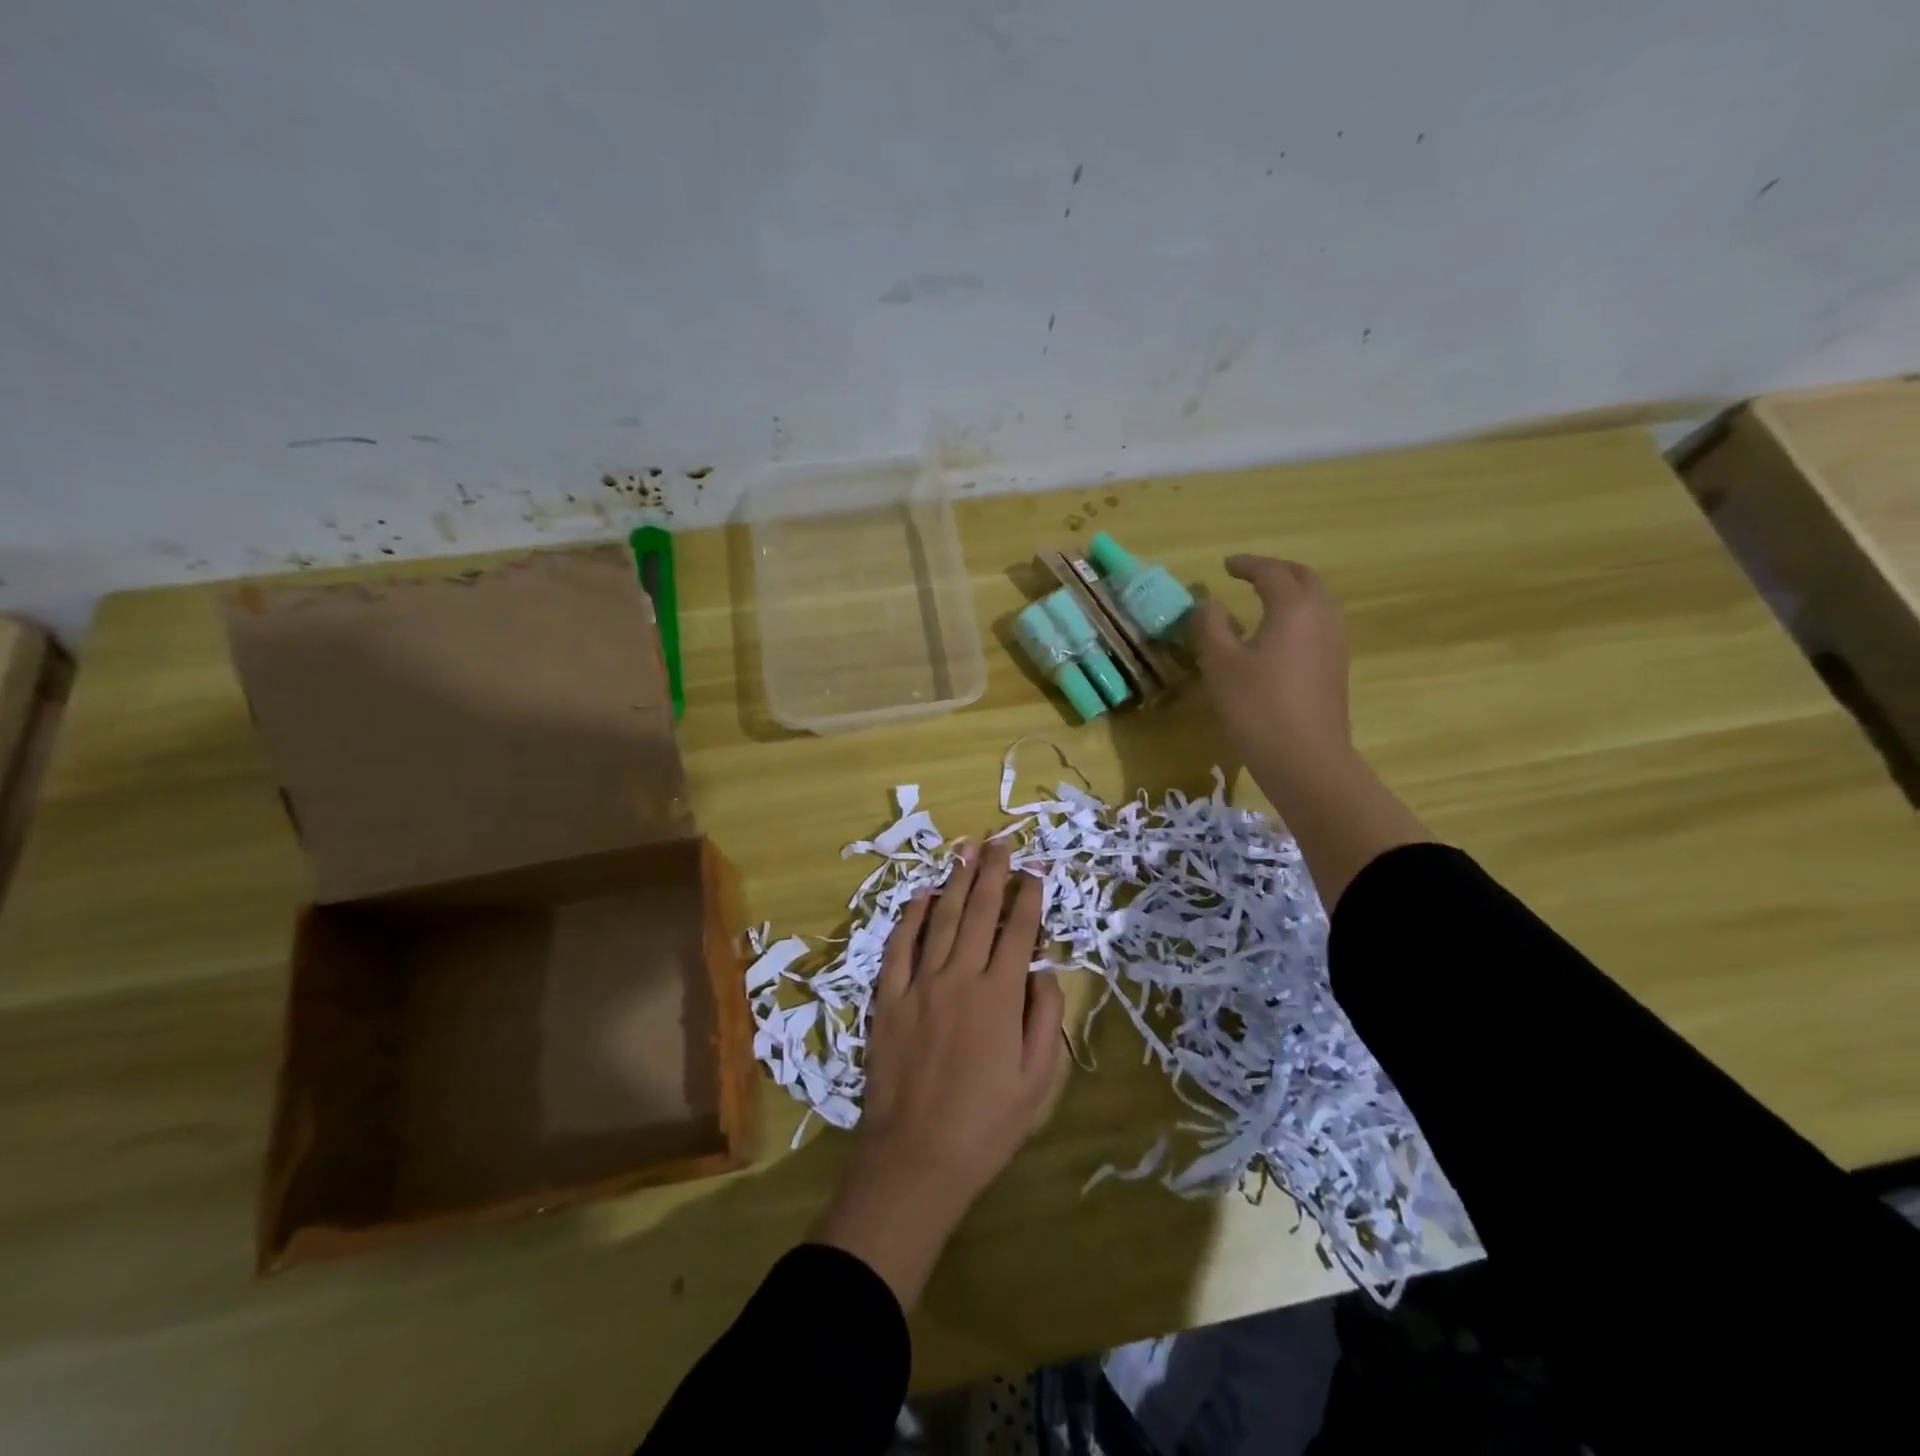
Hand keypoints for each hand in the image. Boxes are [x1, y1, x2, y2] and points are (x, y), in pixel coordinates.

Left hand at [810, 839, 1065, 1308]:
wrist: (916, 1158)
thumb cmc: (986, 1125)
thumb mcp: (1037, 1081)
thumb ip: (1045, 1020)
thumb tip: (1044, 972)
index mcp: (1000, 997)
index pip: (1019, 933)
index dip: (1029, 898)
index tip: (1035, 871)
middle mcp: (961, 978)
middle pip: (980, 913)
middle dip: (993, 875)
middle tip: (1000, 843)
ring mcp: (920, 985)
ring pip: (942, 921)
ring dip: (955, 883)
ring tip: (966, 853)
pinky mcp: (889, 999)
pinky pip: (900, 948)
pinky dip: (911, 918)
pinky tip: (921, 896)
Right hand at [1191, 554, 1427, 905]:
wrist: (1306, 759)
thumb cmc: (1257, 707)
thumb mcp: (1220, 664)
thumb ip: (1210, 626)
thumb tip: (1207, 603)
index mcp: (1293, 607)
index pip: (1271, 571)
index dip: (1247, 564)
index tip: (1225, 565)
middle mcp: (1321, 616)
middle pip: (1303, 578)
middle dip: (1275, 571)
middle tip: (1248, 575)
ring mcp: (1335, 642)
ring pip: (1316, 601)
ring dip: (1291, 592)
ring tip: (1263, 601)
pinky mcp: (1336, 667)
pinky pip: (1319, 624)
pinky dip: (1298, 615)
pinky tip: (1278, 636)